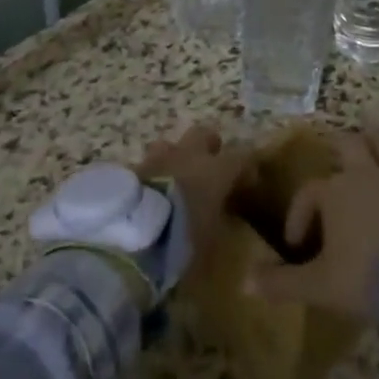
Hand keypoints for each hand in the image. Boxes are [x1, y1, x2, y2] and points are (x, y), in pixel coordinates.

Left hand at [137, 125, 248, 270]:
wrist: (130, 236)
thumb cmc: (180, 240)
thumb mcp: (210, 244)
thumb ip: (220, 226)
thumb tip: (224, 223)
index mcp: (215, 170)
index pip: (241, 156)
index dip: (246, 167)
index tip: (248, 182)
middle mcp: (188, 156)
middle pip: (204, 134)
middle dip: (208, 146)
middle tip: (210, 167)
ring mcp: (157, 159)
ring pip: (170, 144)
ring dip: (175, 157)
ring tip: (174, 179)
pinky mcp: (131, 169)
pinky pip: (146, 165)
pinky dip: (151, 175)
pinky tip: (149, 194)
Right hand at [246, 132, 378, 319]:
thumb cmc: (364, 278)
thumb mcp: (318, 285)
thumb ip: (281, 282)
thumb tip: (244, 283)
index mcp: (337, 191)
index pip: (310, 192)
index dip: (299, 213)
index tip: (296, 245)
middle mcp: (368, 175)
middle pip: (352, 145)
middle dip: (340, 147)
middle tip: (334, 155)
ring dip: (378, 149)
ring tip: (372, 155)